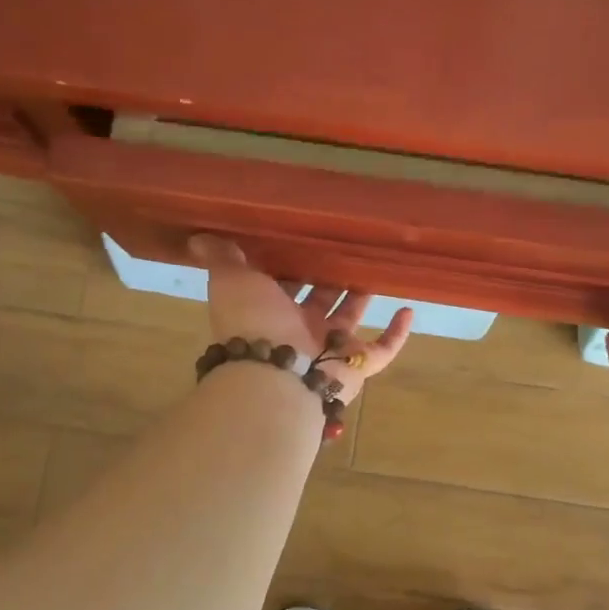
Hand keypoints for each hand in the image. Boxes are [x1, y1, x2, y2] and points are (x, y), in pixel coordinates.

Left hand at [189, 235, 415, 400]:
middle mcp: (299, 331)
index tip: (304, 238)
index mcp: (270, 311)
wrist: (274, 372)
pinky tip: (409, 310)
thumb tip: (198, 238)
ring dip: (360, 298)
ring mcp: (330, 349)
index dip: (290, 263)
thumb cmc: (253, 321)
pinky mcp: (356, 366)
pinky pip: (382, 350)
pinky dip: (397, 334)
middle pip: (317, 300)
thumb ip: (222, 258)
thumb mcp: (231, 280)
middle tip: (344, 248)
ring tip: (373, 269)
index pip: (281, 284)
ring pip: (348, 320)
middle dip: (328, 278)